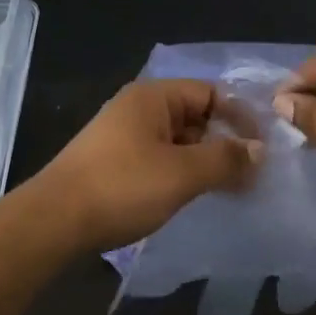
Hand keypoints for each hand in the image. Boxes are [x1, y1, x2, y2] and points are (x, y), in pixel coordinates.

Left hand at [33, 79, 262, 252]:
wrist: (54, 221)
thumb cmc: (122, 187)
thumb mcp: (182, 173)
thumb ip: (225, 159)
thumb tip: (259, 151)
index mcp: (153, 97)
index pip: (210, 93)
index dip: (239, 117)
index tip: (262, 149)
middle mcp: (138, 109)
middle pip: (195, 116)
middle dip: (224, 142)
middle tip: (251, 174)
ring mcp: (123, 136)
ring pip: (178, 141)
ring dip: (205, 161)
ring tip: (229, 189)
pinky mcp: (115, 163)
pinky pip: (160, 159)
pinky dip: (182, 173)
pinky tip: (194, 196)